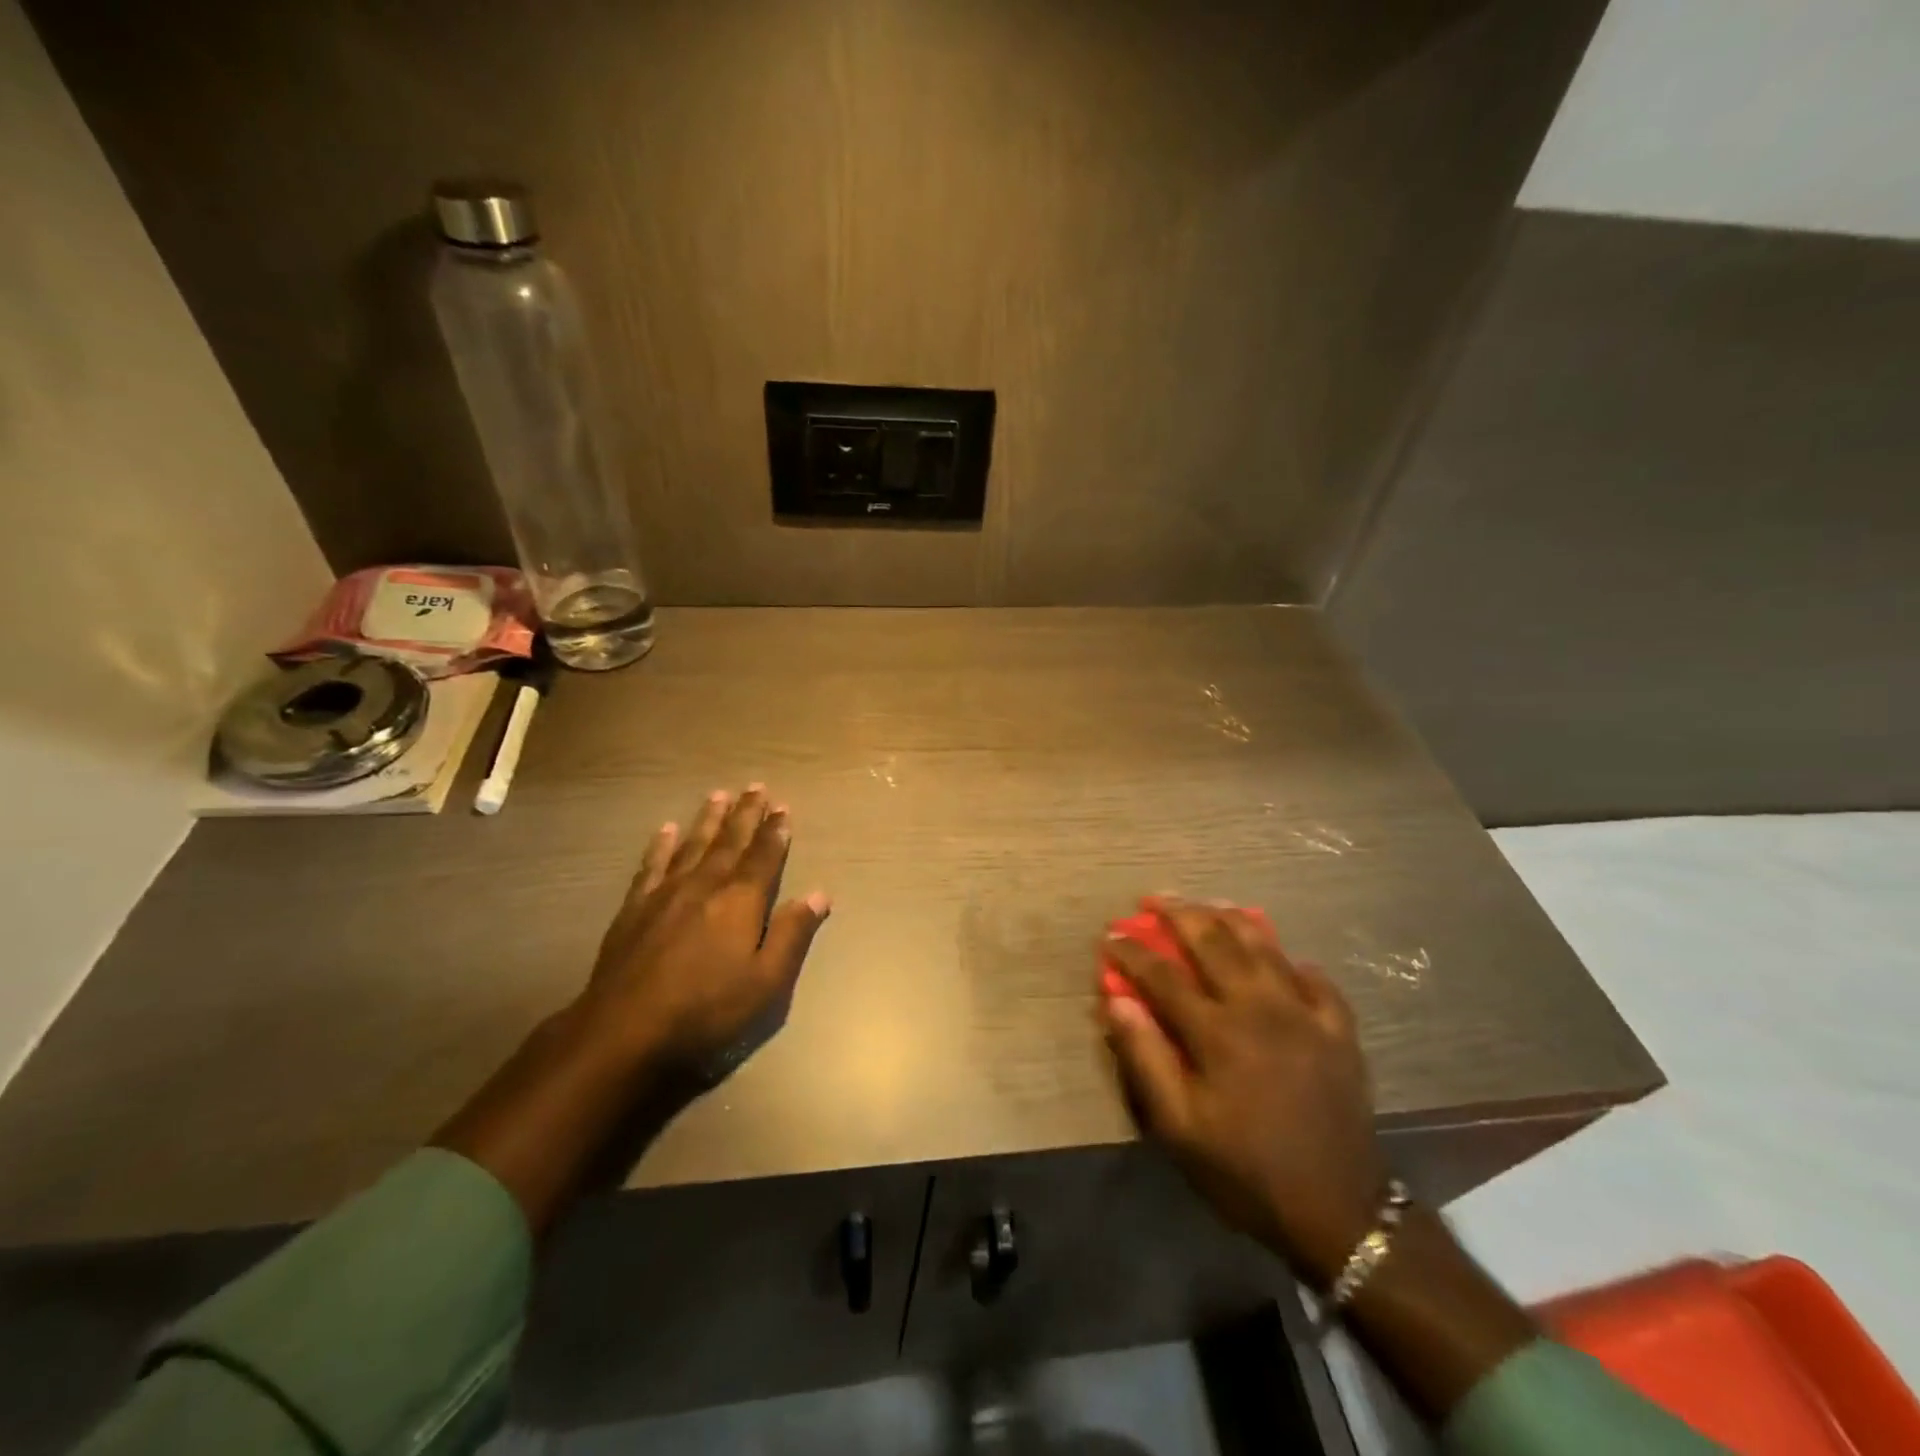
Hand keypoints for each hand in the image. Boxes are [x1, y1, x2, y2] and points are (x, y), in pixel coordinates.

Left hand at [578, 785, 830, 1084]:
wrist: (625, 1031)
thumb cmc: (707, 1010)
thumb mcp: (766, 982)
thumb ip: (792, 934)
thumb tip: (819, 895)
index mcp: (741, 901)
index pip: (764, 857)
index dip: (775, 832)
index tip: (783, 808)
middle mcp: (705, 885)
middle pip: (730, 842)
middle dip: (746, 814)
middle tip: (756, 787)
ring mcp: (665, 894)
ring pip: (692, 845)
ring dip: (708, 820)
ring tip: (718, 795)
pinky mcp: (634, 908)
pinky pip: (652, 865)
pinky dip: (660, 845)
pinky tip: (665, 830)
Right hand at [1100, 901, 1385, 1286]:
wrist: (1339, 1212)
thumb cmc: (1245, 1170)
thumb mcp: (1179, 1128)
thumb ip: (1146, 1058)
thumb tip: (1117, 1001)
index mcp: (1217, 1031)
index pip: (1163, 975)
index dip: (1132, 951)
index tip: (1110, 936)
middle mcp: (1259, 1007)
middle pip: (1214, 942)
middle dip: (1178, 914)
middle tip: (1154, 898)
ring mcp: (1304, 1014)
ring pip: (1264, 946)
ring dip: (1231, 918)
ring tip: (1209, 903)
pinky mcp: (1338, 1030)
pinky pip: (1315, 979)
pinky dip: (1292, 961)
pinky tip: (1281, 957)